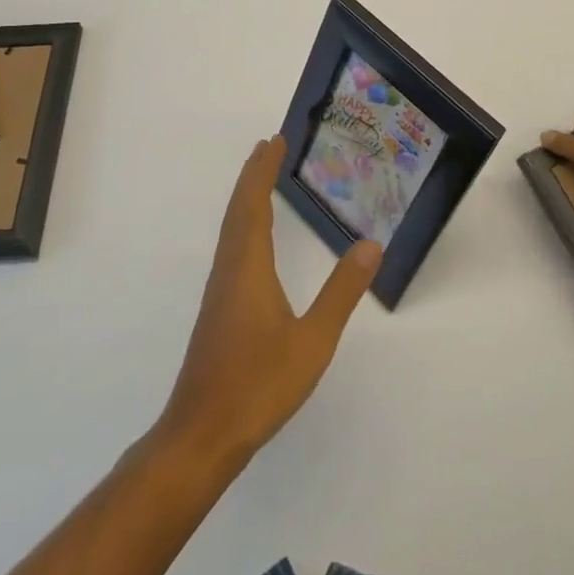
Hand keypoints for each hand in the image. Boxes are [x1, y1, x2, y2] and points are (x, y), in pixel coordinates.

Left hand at [159, 136, 381, 465]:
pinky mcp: (218, 308)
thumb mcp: (312, 340)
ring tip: (261, 178)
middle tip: (269, 146)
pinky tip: (254, 239)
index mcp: (248, 265)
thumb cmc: (258, 384)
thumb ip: (341, 292)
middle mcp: (229, 268)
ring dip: (246, 196)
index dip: (264, 169)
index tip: (275, 140)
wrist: (202, 434)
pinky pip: (231, 246)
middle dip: (253, 174)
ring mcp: (220, 289)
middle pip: (238, 208)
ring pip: (231, 227)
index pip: (254, 202)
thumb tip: (371, 245)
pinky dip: (243, 222)